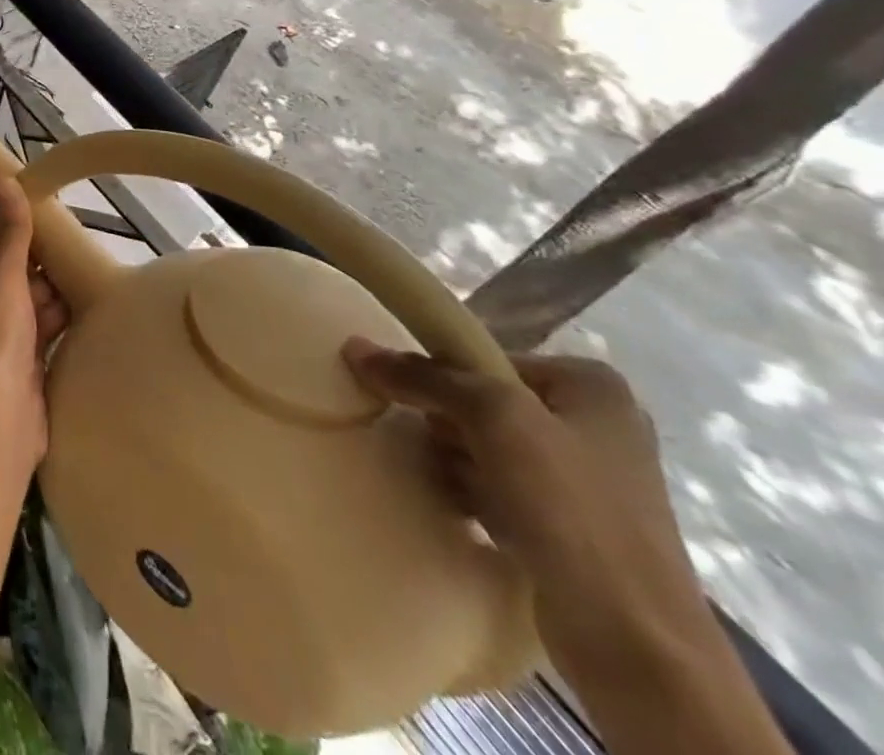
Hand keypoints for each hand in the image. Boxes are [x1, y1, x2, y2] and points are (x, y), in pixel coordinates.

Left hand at [0, 179, 68, 466]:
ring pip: (33, 296)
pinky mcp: (25, 356)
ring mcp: (2, 332)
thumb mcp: (4, 280)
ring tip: (88, 266)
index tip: (51, 208)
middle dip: (43, 258)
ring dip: (56, 286)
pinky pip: (45, 323)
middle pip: (14, 268)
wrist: (3, 422)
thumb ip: (12, 233)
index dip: (18, 224)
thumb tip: (6, 179)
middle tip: (78, 238)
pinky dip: (61, 314)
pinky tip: (88, 300)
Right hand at [342, 340, 715, 686]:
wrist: (633, 642)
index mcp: (592, 388)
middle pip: (484, 401)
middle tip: (434, 446)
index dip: (445, 377)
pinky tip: (456, 507)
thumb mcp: (493, 418)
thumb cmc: (571, 508)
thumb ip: (423, 376)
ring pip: (487, 446)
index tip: (418, 404)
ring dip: (454, 460)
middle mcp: (595, 425)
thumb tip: (356, 347)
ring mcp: (586, 481)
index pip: (486, 358)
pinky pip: (499, 489)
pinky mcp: (571, 528)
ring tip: (439, 479)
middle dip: (449, 424)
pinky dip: (471, 493)